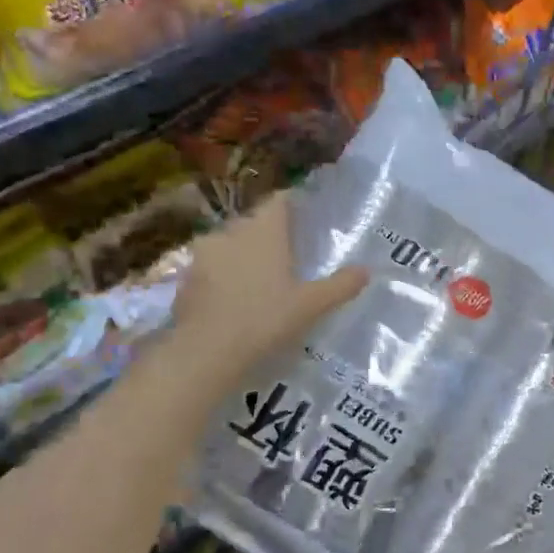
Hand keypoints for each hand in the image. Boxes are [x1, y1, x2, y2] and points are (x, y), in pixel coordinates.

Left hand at [169, 192, 368, 387]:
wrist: (204, 353)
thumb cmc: (264, 320)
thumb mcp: (311, 306)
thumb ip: (340, 285)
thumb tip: (367, 270)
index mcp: (264, 230)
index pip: (280, 200)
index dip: (295, 205)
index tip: (308, 219)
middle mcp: (232, 231)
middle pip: (255, 221)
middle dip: (271, 233)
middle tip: (291, 254)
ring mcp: (204, 253)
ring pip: (231, 243)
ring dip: (245, 254)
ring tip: (263, 278)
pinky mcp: (186, 278)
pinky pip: (212, 266)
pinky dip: (225, 275)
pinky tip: (236, 298)